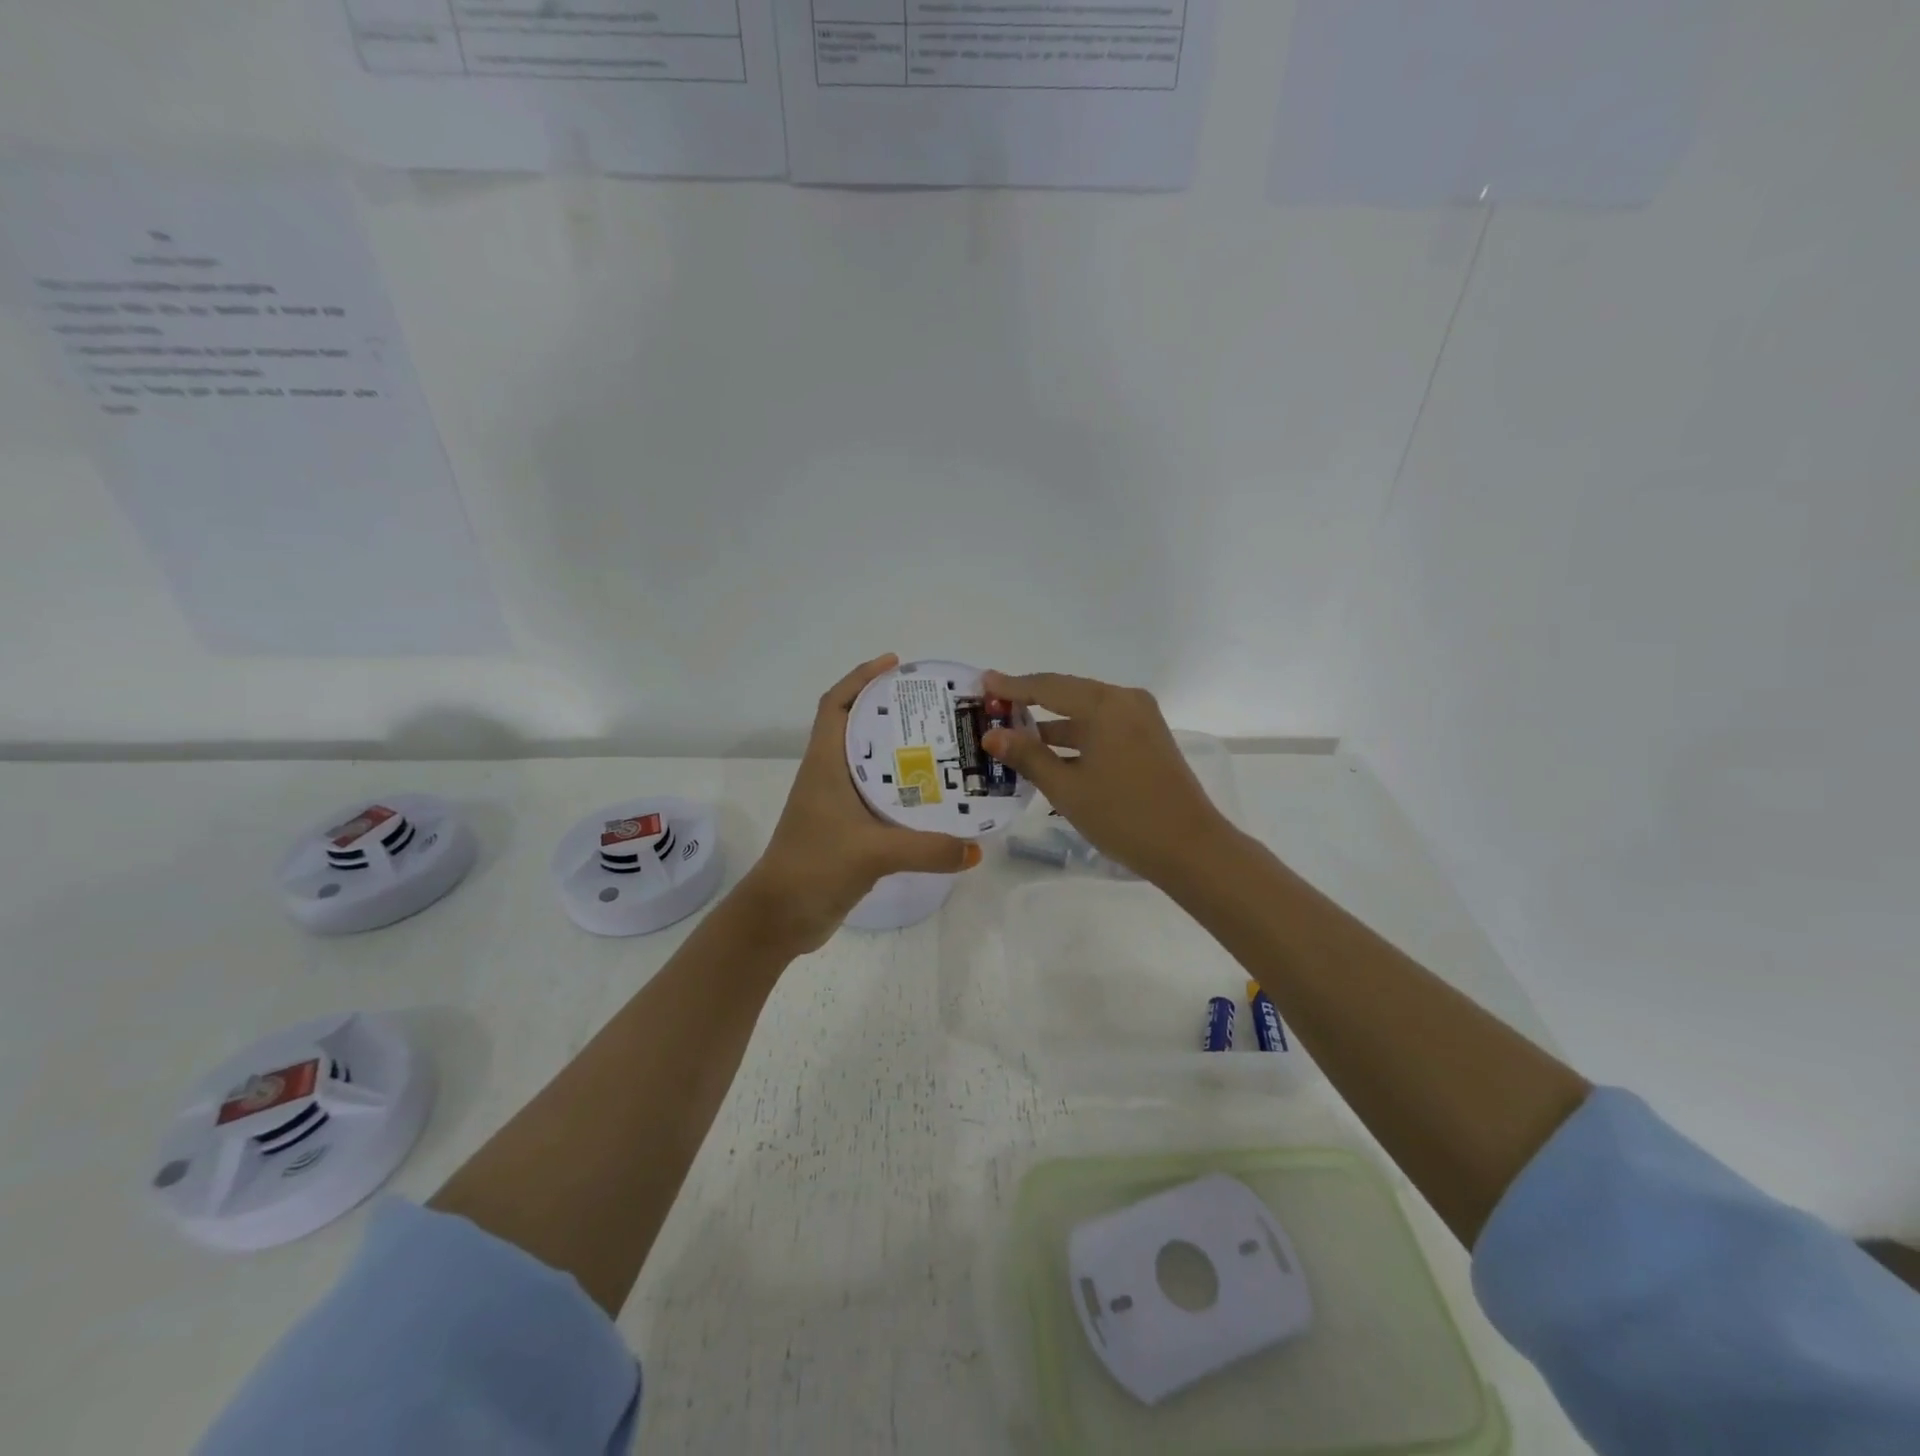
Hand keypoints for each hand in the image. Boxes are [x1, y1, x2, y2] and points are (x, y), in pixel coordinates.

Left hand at [740, 654, 980, 951]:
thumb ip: (928, 848)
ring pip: (870, 763)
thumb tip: (976, 848)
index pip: (835, 704)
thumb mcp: (872, 853)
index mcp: (824, 765)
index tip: (895, 664)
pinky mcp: (847, 830)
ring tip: (944, 744)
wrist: (780, 919)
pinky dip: (902, 789)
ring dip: (899, 751)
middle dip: (891, 711)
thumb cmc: (813, 868)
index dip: (860, 678)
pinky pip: (878, 797)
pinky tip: (933, 796)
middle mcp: (829, 776)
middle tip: (936, 707)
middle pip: (857, 728)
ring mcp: (836, 804)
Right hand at [980, 670, 1235, 887]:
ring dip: (1051, 727)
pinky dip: (1075, 739)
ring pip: (1084, 715)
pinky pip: (1101, 729)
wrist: (1190, 849)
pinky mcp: (1147, 740)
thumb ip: (1027, 756)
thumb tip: (991, 735)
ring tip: (1011, 738)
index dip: (1012, 686)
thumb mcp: (1067, 788)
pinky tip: (1048, 756)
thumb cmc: (1123, 816)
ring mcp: (1140, 720)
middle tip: (992, 709)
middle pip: (1067, 695)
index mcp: (1105, 704)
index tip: (983, 682)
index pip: (1048, 687)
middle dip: (1029, 704)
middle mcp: (1125, 701)